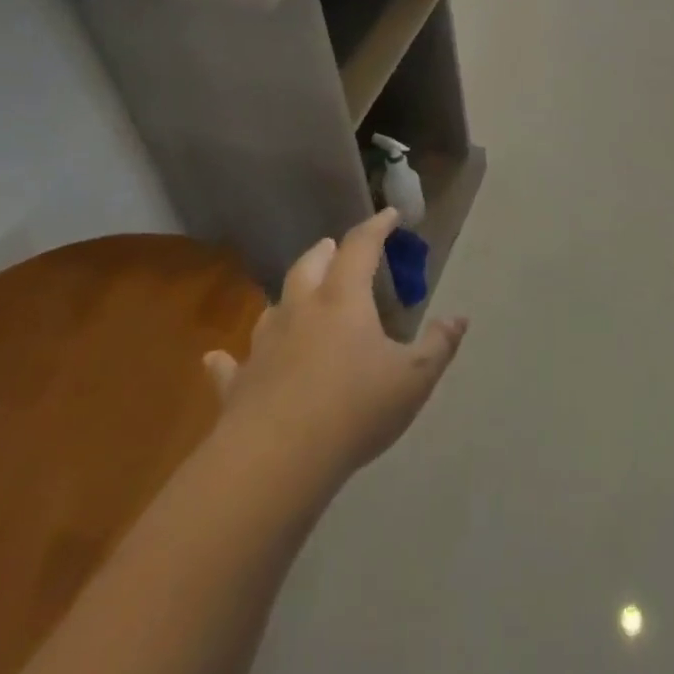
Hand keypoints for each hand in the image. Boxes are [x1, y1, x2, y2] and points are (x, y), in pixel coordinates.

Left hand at [205, 209, 467, 489]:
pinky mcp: (238, 383)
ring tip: (297, 295)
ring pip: (275, 306)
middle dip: (327, 251)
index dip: (376, 227)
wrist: (276, 459)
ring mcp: (264, 345)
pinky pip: (230, 365)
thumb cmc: (354, 407)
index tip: (389, 215)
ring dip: (289, 295)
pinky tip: (215, 358)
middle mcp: (301, 310)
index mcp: (343, 299)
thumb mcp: (413, 378)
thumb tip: (459, 318)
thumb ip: (439, 345)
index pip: (361, 247)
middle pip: (311, 265)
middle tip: (336, 247)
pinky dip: (227, 359)